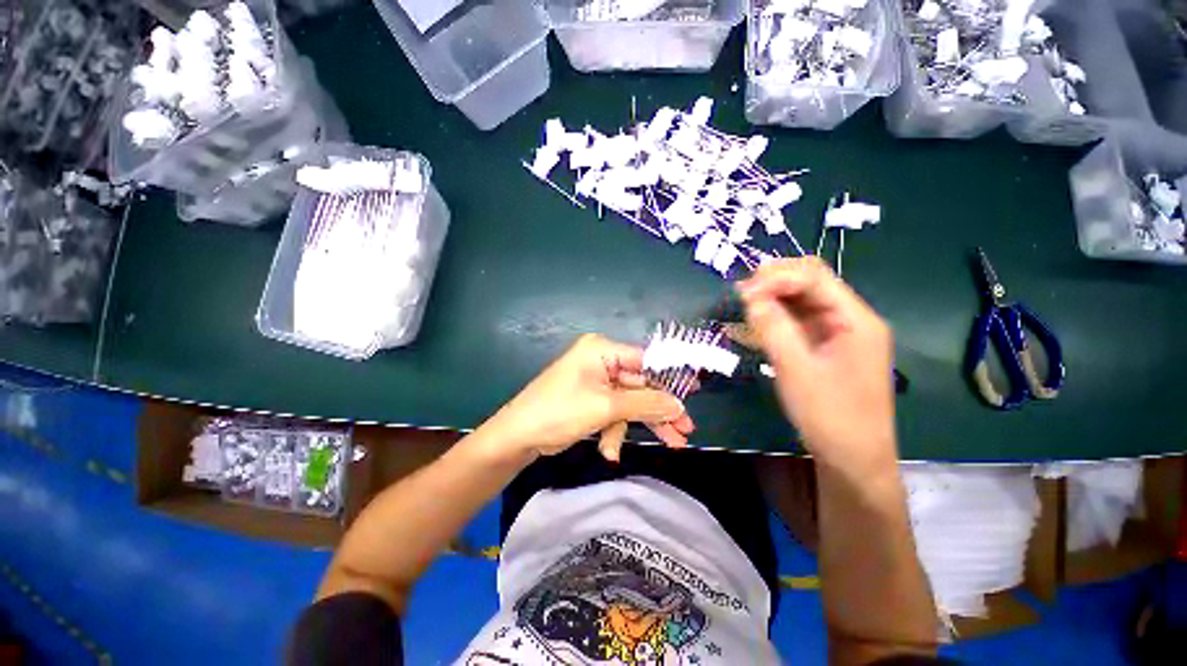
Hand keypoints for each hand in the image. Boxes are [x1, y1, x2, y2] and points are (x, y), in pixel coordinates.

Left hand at [479, 334, 695, 462]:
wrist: (518, 437)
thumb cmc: (560, 412)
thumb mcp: (606, 407)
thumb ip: (645, 404)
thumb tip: (678, 405)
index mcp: (602, 350)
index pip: (645, 359)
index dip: (670, 376)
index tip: (693, 391)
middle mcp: (600, 361)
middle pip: (640, 384)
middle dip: (660, 409)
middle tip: (686, 429)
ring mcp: (596, 381)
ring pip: (630, 401)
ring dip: (641, 424)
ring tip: (672, 444)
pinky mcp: (591, 399)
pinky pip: (614, 411)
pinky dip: (615, 431)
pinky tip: (609, 450)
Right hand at [737, 258, 897, 472]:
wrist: (853, 459)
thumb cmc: (829, 416)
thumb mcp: (796, 369)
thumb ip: (773, 327)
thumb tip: (749, 294)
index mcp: (856, 320)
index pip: (815, 278)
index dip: (778, 277)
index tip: (743, 290)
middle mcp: (851, 319)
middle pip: (812, 283)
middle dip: (775, 282)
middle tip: (742, 293)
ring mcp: (840, 333)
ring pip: (804, 301)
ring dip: (774, 298)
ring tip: (744, 303)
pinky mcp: (828, 347)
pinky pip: (800, 321)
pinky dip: (778, 317)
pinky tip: (757, 321)